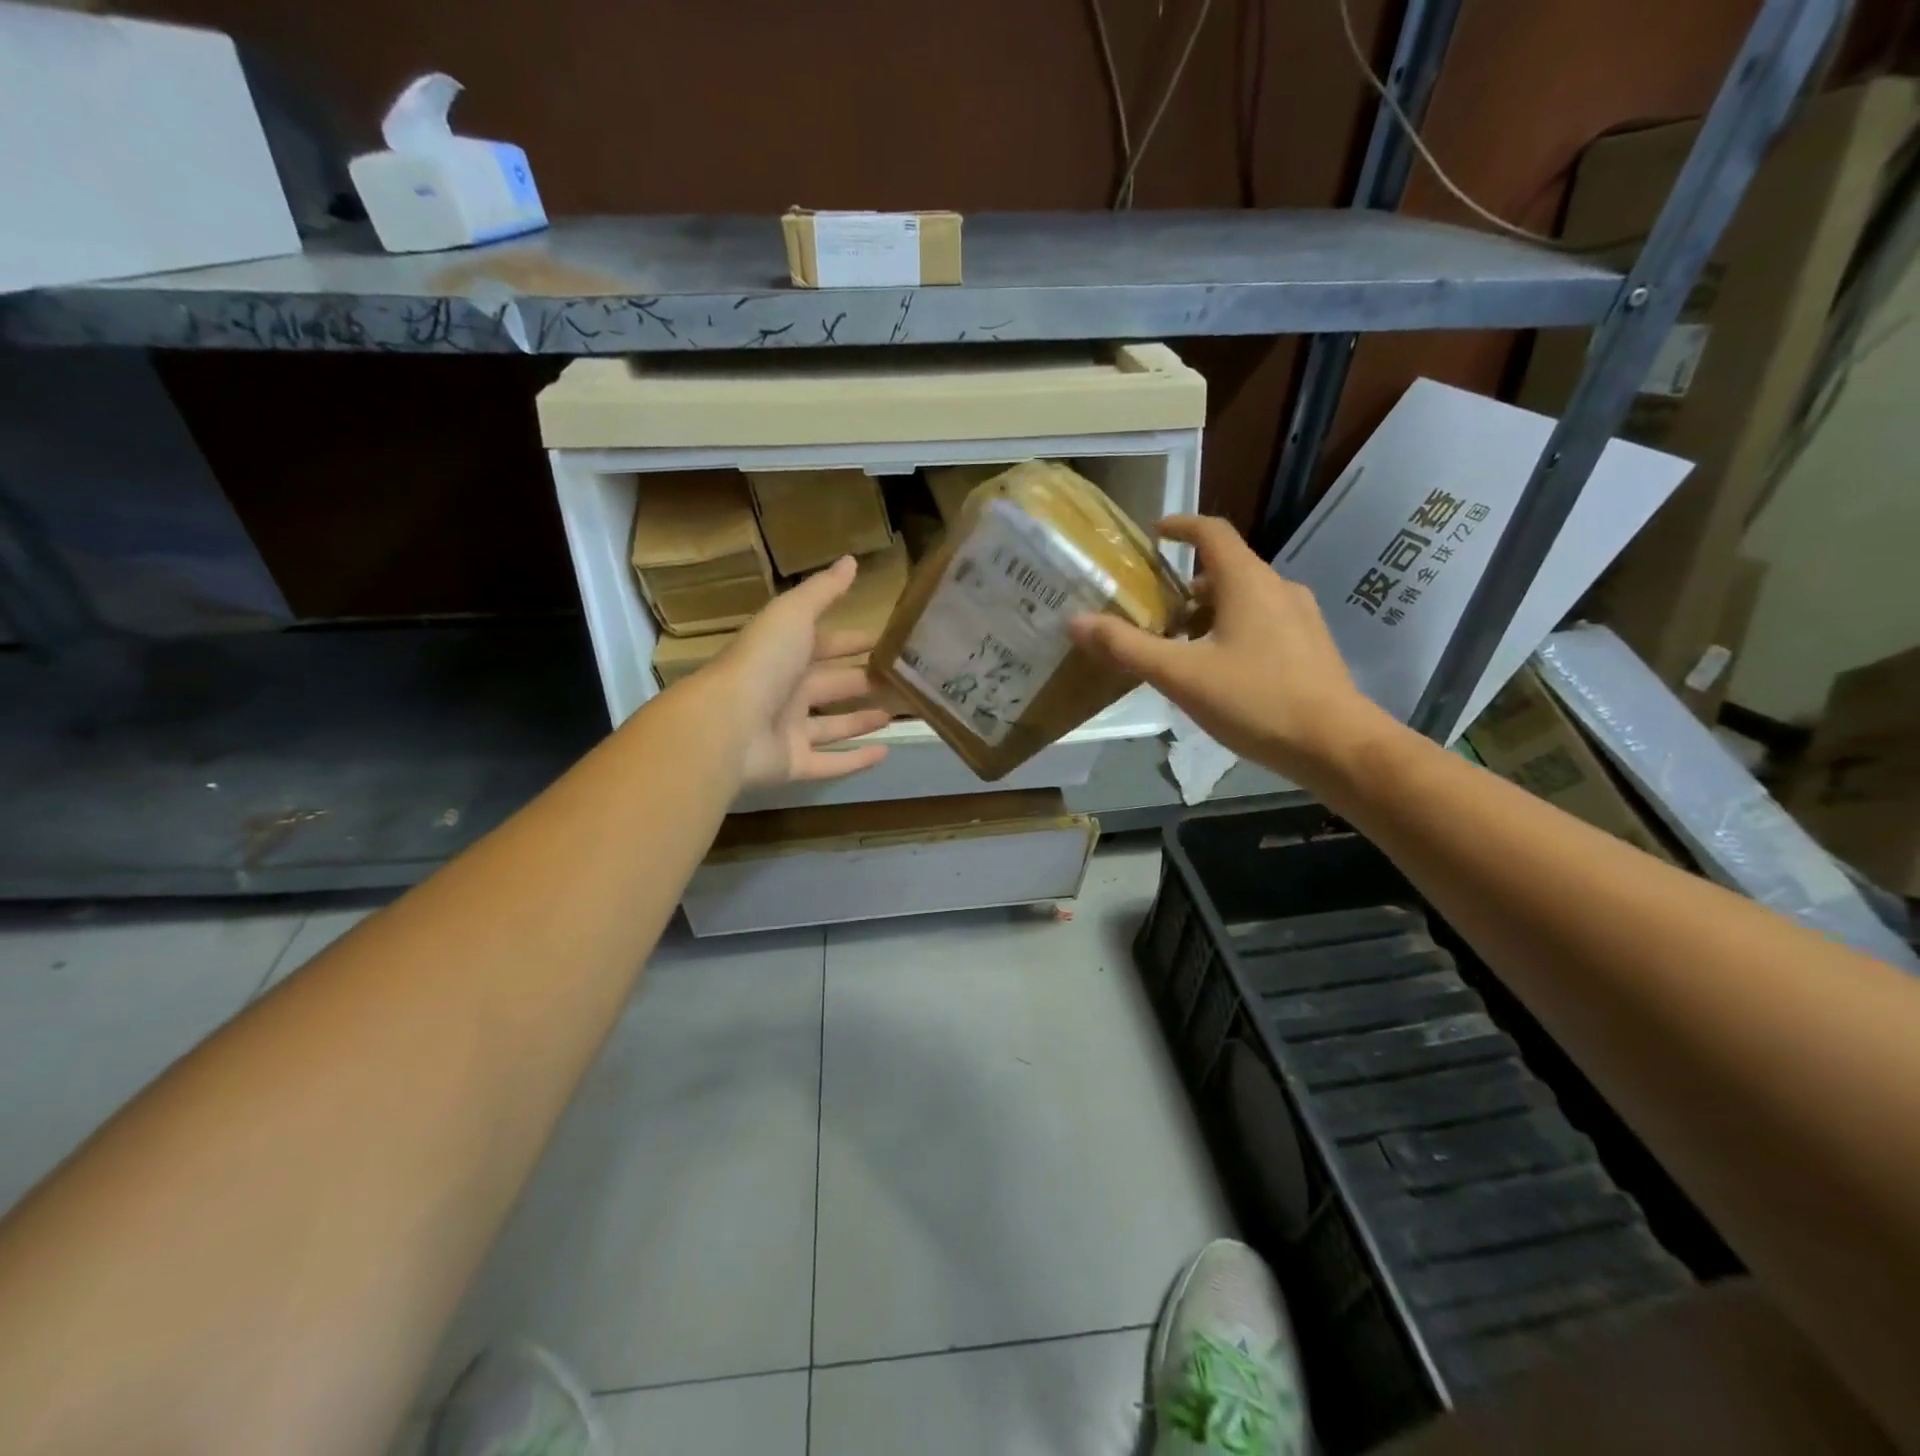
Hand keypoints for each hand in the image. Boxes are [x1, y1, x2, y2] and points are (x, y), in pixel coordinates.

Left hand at [705, 555, 892, 790]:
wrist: (726, 724)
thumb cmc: (762, 663)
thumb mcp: (793, 614)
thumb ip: (823, 591)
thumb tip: (850, 560)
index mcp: (783, 653)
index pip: (823, 644)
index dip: (851, 641)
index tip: (884, 641)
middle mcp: (785, 690)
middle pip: (831, 685)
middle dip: (862, 680)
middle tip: (901, 681)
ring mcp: (787, 730)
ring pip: (832, 725)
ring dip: (861, 719)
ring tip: (895, 713)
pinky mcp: (792, 764)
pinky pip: (830, 762)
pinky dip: (856, 759)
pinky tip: (886, 751)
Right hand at [1068, 515, 1385, 786]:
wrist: (1336, 745)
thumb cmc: (1256, 700)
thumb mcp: (1181, 675)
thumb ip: (1127, 647)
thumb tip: (1075, 622)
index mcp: (1248, 582)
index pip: (1212, 532)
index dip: (1180, 526)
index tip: (1154, 533)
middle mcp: (1278, 589)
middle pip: (1225, 571)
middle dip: (1185, 587)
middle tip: (1152, 614)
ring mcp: (1300, 618)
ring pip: (1244, 601)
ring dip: (1207, 614)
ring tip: (1178, 649)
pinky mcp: (1311, 647)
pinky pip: (1263, 624)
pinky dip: (1232, 633)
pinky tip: (1218, 674)